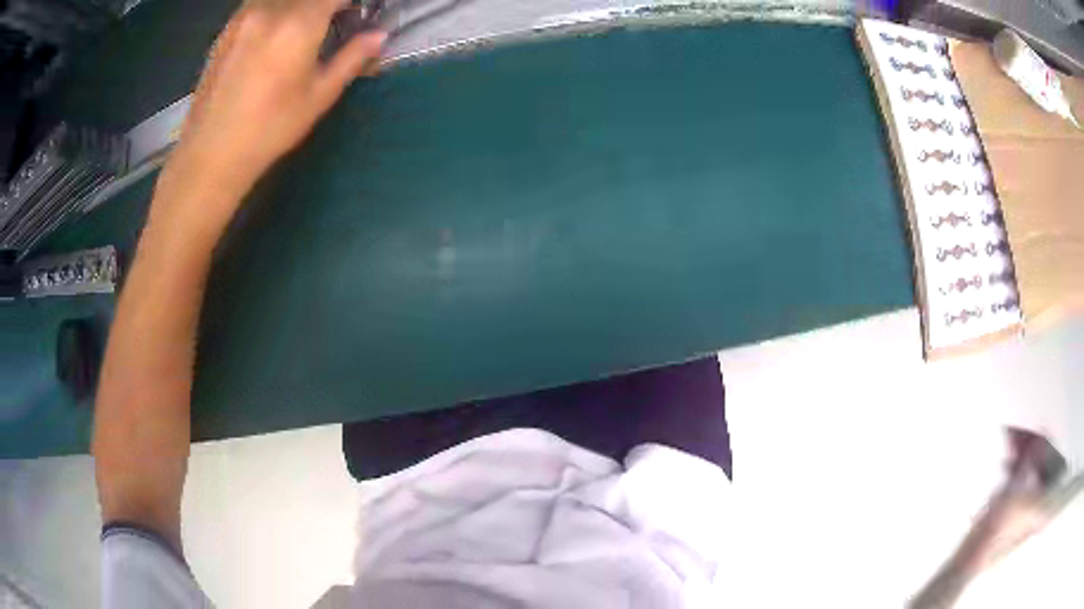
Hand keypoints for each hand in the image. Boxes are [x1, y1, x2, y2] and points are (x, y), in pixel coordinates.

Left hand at [153, 0, 385, 241]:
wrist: (210, 155)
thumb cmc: (268, 130)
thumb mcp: (318, 97)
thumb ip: (352, 58)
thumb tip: (379, 36)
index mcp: (299, 23)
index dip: (350, 0)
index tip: (359, 11)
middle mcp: (270, 8)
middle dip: (327, 3)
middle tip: (336, 19)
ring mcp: (244, 16)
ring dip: (299, 5)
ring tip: (305, 26)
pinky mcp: (227, 28)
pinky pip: (260, 3)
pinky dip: (276, 8)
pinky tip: (276, 31)